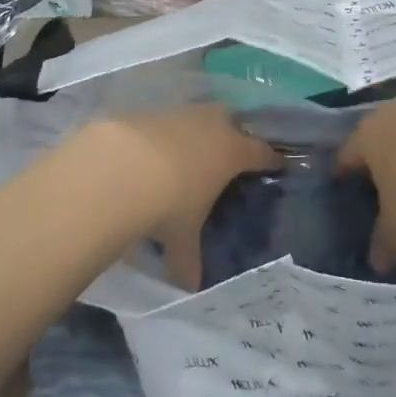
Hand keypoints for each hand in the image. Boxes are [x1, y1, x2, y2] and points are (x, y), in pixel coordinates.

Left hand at [78, 106, 279, 287]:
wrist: (119, 167)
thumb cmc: (168, 204)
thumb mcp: (182, 236)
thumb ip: (189, 258)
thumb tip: (189, 285)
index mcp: (232, 152)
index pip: (262, 152)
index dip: (270, 159)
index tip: (276, 163)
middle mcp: (212, 125)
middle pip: (233, 121)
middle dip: (234, 133)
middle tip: (230, 152)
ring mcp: (180, 114)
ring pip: (198, 116)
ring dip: (197, 130)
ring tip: (189, 152)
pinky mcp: (149, 111)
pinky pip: (166, 120)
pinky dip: (165, 133)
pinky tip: (153, 151)